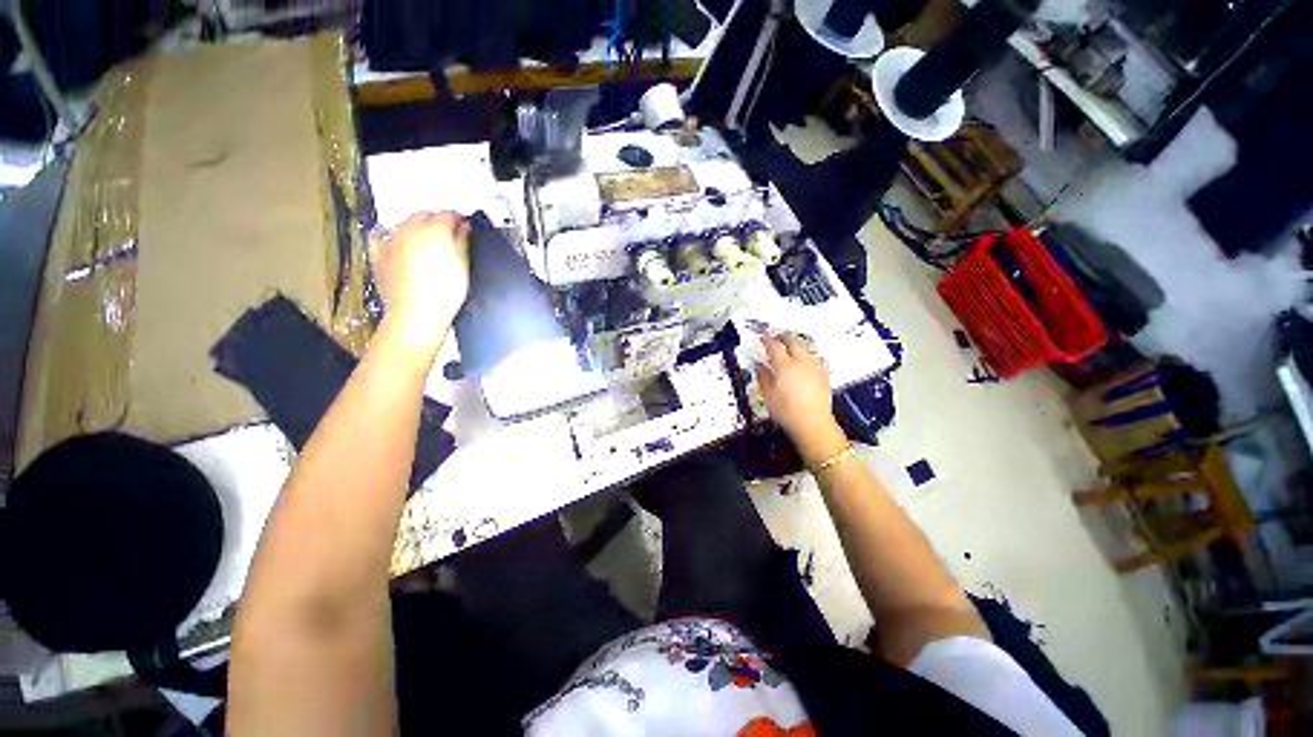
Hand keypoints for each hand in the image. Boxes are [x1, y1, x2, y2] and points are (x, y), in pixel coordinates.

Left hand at [370, 212, 470, 350]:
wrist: (418, 314)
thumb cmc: (442, 295)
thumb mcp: (464, 267)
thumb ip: (463, 242)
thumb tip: (464, 228)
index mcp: (434, 231)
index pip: (448, 215)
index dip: (459, 219)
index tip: (464, 225)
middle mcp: (410, 231)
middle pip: (424, 215)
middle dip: (437, 220)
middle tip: (449, 232)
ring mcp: (392, 242)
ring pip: (404, 223)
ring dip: (417, 226)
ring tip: (428, 239)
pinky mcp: (380, 255)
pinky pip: (381, 236)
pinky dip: (389, 235)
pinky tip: (397, 241)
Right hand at [756, 334, 846, 463]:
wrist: (812, 423)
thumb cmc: (785, 410)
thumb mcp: (767, 395)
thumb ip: (763, 376)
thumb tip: (759, 365)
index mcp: (784, 365)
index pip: (774, 346)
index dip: (767, 339)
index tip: (762, 337)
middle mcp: (801, 361)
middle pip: (793, 340)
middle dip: (783, 336)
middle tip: (776, 338)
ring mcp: (815, 366)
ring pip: (807, 346)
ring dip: (798, 343)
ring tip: (792, 346)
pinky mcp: (825, 374)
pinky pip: (819, 358)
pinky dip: (812, 355)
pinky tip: (809, 361)